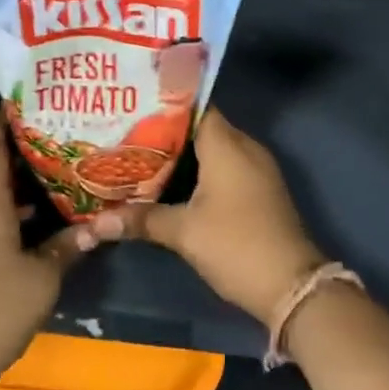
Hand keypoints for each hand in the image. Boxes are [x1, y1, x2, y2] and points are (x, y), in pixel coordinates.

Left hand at [0, 112, 82, 389]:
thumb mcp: (44, 274)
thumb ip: (71, 242)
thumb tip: (101, 223)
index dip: (11, 112)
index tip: (42, 96)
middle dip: (20, 135)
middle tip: (60, 122)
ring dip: (15, 166)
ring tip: (56, 154)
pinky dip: (8, 193)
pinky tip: (39, 203)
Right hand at [80, 109, 324, 323]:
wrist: (292, 287)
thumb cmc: (236, 245)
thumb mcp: (184, 233)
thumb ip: (141, 219)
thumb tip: (96, 222)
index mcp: (227, 144)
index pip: (195, 106)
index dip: (164, 103)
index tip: (133, 103)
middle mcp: (245, 147)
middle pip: (201, 126)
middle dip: (166, 129)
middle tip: (126, 131)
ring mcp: (256, 169)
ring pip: (213, 148)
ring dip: (182, 153)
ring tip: (140, 154)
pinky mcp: (259, 190)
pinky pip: (225, 166)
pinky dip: (199, 170)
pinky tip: (170, 183)